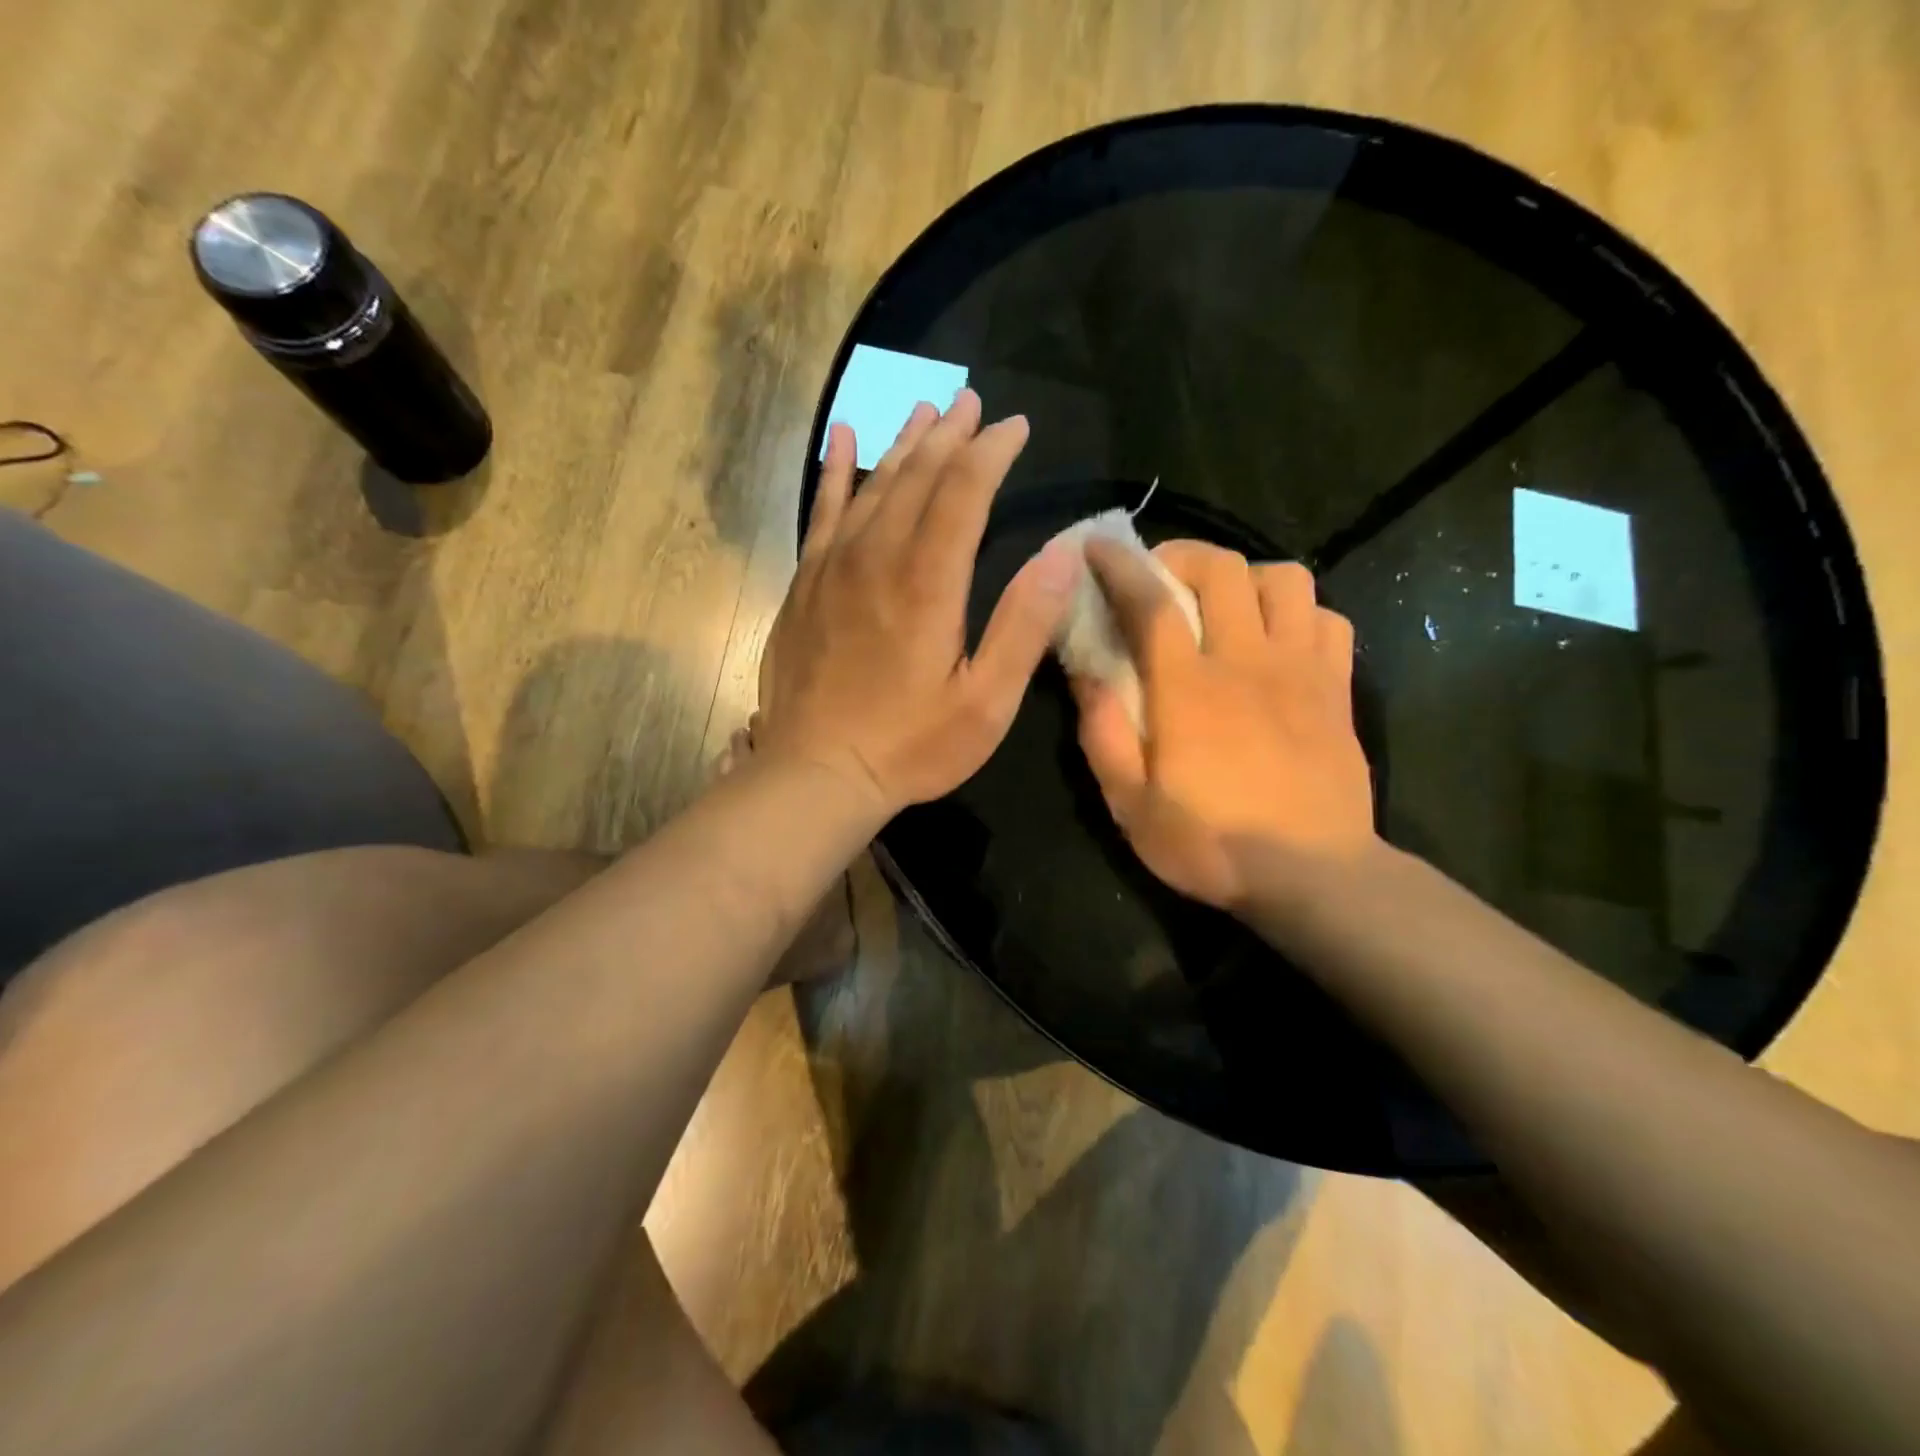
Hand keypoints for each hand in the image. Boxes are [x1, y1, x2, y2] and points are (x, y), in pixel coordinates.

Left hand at [755, 391, 1081, 815]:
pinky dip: (835, 472)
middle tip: (973, 403)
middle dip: (950, 436)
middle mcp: (877, 558)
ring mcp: (833, 568)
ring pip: (872, 486)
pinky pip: (821, 512)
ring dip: (903, 445)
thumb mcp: (985, 702)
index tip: (1015, 426)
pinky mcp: (805, 585)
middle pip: (917, 477)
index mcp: (928, 582)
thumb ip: (1024, 625)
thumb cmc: (910, 746)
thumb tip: (1064, 553)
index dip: (991, 452)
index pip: (964, 492)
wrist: (817, 773)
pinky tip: (842, 440)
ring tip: (926, 411)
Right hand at [1073, 539, 1375, 910]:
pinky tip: (1278, 640)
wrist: (1313, 877)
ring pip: (1286, 579)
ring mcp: (1303, 670)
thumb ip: (1103, 735)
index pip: (1151, 602)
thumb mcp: (1130, 805)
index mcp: (1189, 689)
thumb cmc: (1211, 845)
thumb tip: (1084, 675)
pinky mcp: (1339, 689)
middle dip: (1182, 556)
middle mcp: (1248, 662)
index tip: (1097, 545)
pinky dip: (1299, 613)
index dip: (1120, 565)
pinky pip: (1328, 619)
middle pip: (1223, 568)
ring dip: (1246, 578)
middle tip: (1159, 579)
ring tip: (1223, 606)